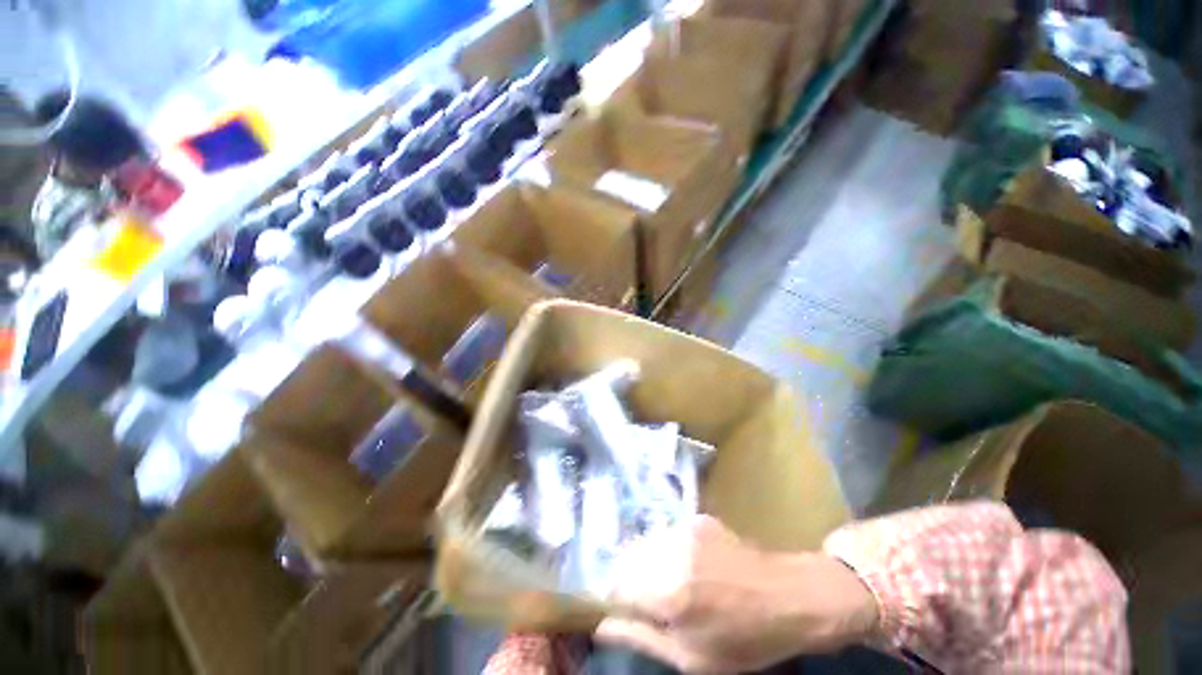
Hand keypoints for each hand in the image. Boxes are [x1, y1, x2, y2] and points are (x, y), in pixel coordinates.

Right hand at [595, 515, 878, 673]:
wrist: (801, 598)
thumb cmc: (750, 639)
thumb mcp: (692, 658)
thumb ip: (640, 639)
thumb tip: (600, 627)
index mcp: (667, 592)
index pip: (609, 592)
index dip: (616, 609)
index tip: (634, 622)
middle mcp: (670, 553)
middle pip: (621, 566)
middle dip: (629, 587)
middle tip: (658, 611)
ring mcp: (687, 531)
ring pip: (640, 550)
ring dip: (645, 571)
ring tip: (676, 593)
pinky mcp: (702, 522)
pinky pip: (662, 539)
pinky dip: (664, 556)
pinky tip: (691, 574)